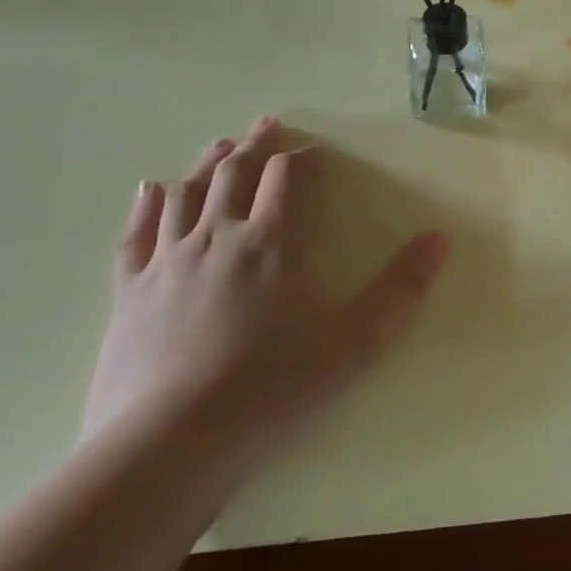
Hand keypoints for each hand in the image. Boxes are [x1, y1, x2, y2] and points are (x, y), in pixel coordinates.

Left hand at [82, 118, 450, 477]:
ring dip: (207, 164)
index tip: (316, 151)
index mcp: (273, 241)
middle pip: (236, 173)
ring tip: (221, 146)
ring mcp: (168, 261)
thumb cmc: (273, 388)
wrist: (168, 445)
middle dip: (256, 146)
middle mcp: (218, 236)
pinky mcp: (130, 291)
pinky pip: (137, 233)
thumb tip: (440, 238)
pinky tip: (151, 190)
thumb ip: (401, 287)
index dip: (304, 157)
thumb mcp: (356, 342)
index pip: (288, 177)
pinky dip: (147, 205)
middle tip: (267, 125)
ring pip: (186, 193)